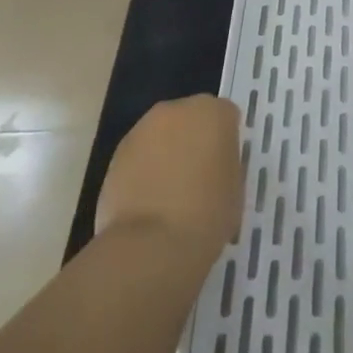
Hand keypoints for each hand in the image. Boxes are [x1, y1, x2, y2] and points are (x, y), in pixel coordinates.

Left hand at [96, 95, 243, 256]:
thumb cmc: (208, 213)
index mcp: (214, 113)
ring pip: (162, 134)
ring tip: (170, 192)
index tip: (224, 166)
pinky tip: (149, 201)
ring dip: (167, 152)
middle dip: (194, 139)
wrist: (152, 243)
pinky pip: (140, 155)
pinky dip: (144, 169)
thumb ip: (226, 163)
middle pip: (190, 118)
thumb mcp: (236, 187)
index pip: (226, 116)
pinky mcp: (116, 152)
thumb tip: (214, 163)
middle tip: (199, 175)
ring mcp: (142, 129)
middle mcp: (177, 110)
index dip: (226, 141)